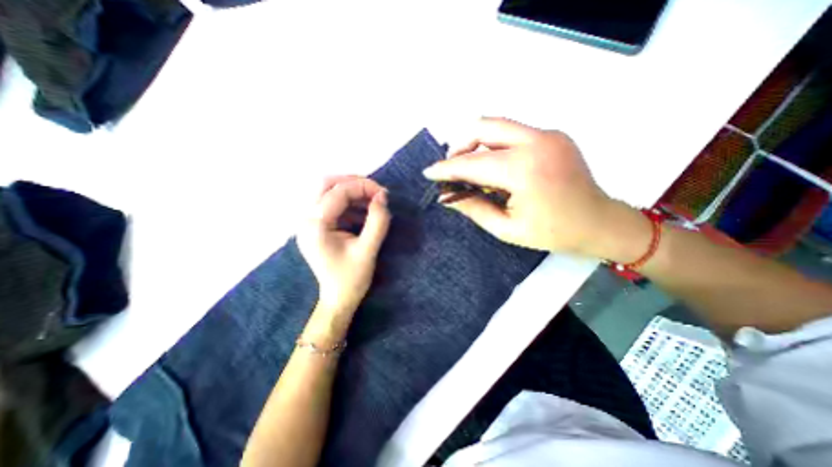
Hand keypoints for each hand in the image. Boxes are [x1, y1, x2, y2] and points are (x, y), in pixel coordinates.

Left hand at [298, 177, 391, 314]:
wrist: (338, 299)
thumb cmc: (352, 279)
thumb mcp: (368, 250)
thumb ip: (377, 222)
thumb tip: (382, 197)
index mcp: (315, 226)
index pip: (338, 193)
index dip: (363, 187)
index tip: (384, 193)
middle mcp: (307, 220)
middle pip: (326, 185)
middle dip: (353, 183)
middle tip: (375, 191)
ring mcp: (310, 222)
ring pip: (328, 192)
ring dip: (352, 192)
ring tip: (373, 201)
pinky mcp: (317, 227)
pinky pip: (332, 205)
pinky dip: (349, 203)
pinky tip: (364, 212)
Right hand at [423, 116, 649, 257]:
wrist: (600, 223)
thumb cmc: (553, 233)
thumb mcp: (506, 229)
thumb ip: (474, 208)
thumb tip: (448, 196)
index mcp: (524, 170)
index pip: (473, 163)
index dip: (447, 168)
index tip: (429, 173)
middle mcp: (536, 142)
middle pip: (484, 126)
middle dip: (460, 145)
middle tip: (452, 167)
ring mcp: (548, 134)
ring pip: (498, 125)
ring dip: (476, 143)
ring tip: (470, 167)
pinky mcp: (553, 135)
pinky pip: (513, 133)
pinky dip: (495, 145)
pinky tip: (495, 166)